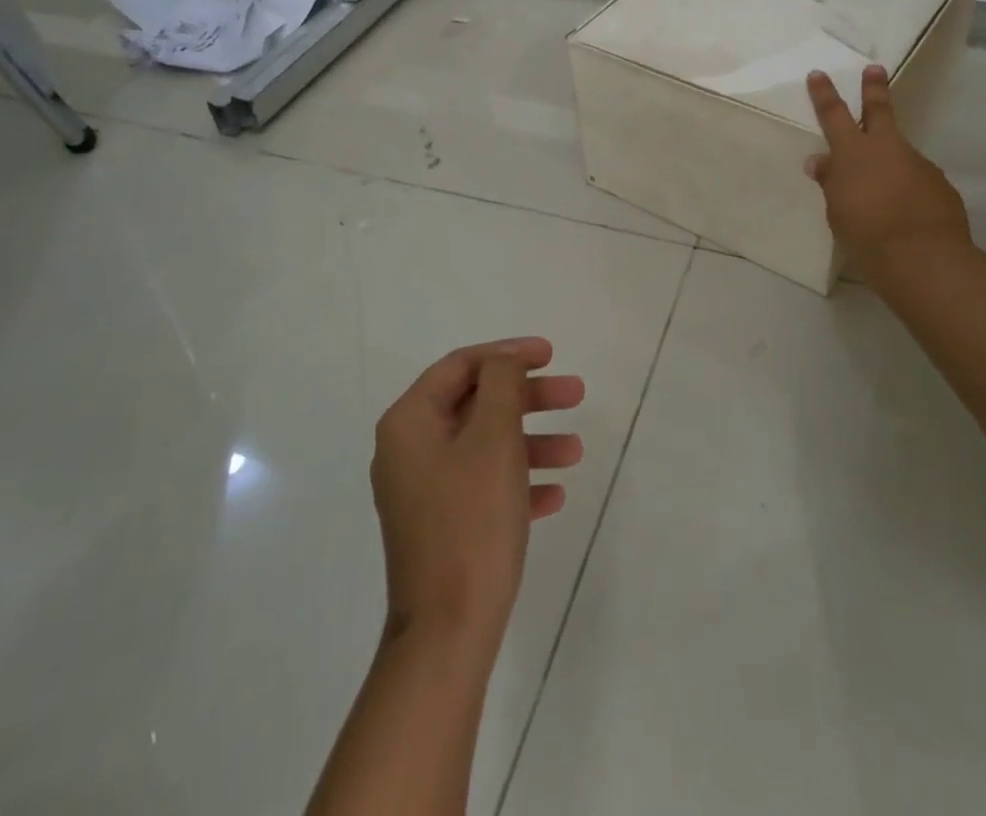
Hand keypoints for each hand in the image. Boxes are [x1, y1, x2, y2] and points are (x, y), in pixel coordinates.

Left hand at [371, 338, 584, 656]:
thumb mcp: (493, 438)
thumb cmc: (472, 521)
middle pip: (477, 403)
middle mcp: (409, 450)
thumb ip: (501, 385)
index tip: (550, 355)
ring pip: (485, 445)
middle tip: (576, 393)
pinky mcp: (440, 524)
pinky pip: (483, 485)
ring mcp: (423, 490)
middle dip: (529, 397)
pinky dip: (518, 480)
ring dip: (532, 440)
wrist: (447, 632)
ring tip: (576, 450)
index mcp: (409, 423)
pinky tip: (555, 493)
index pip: (461, 365)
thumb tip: (503, 361)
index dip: (508, 354)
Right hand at [805, 65, 971, 286]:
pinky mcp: (940, 185)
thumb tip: (820, 161)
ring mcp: (918, 164)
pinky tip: (906, 213)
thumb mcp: (837, 210)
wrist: (923, 257)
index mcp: (853, 153)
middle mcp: (887, 149)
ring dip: (891, 163)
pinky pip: (917, 181)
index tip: (818, 74)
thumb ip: (831, 182)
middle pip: (879, 110)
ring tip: (883, 193)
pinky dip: (908, 190)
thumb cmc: (866, 234)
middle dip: (874, 88)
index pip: (833, 115)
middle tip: (875, 68)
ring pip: (900, 153)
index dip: (824, 93)